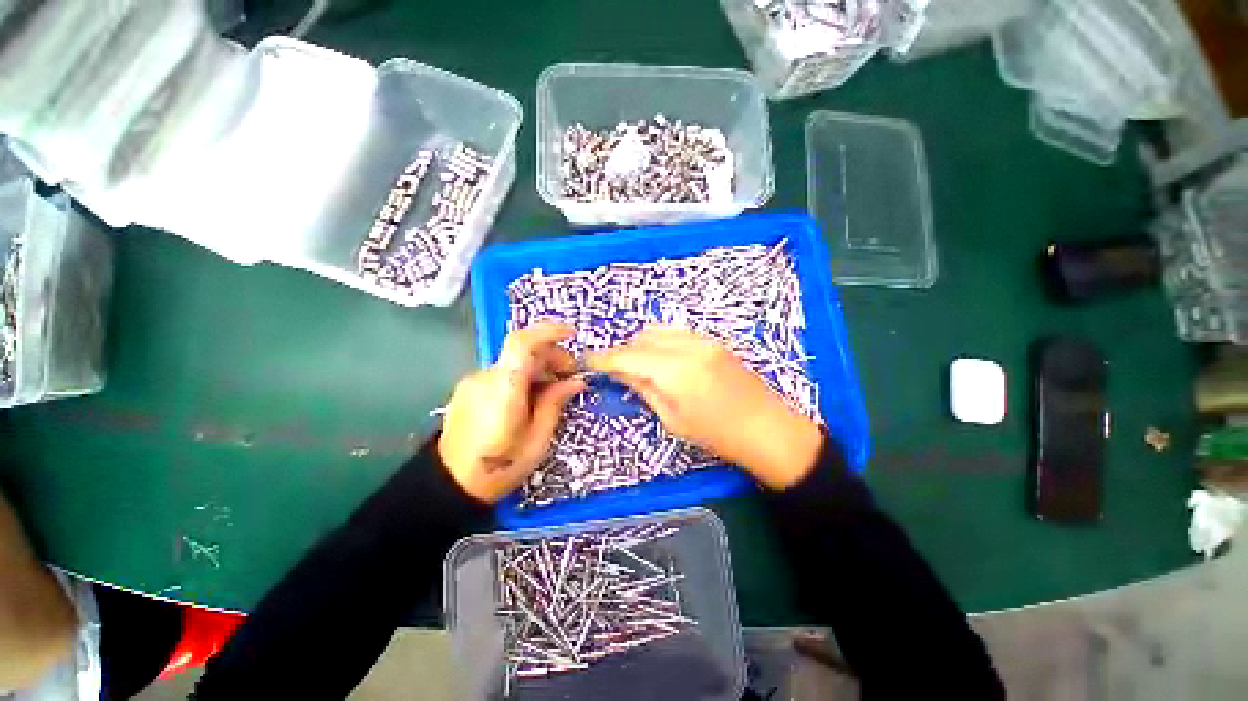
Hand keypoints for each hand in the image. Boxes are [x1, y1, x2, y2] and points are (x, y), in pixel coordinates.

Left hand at [438, 323, 585, 502]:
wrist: (449, 485)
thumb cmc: (499, 468)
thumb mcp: (537, 440)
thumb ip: (554, 403)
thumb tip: (575, 381)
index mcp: (504, 389)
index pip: (522, 343)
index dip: (548, 332)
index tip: (572, 334)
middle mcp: (485, 377)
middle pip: (522, 351)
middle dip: (552, 355)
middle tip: (571, 375)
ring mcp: (474, 382)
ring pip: (513, 362)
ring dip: (538, 367)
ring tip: (554, 389)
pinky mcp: (469, 389)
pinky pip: (502, 373)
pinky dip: (523, 376)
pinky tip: (532, 397)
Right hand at [586, 326, 822, 489]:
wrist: (768, 429)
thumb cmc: (717, 435)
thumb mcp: (673, 419)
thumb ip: (644, 389)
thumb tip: (621, 373)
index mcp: (675, 371)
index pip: (627, 356)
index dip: (603, 358)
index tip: (587, 361)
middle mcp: (688, 346)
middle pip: (642, 338)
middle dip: (623, 352)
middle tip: (615, 371)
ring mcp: (704, 339)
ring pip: (658, 331)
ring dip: (642, 344)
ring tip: (638, 365)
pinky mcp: (713, 340)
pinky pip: (677, 332)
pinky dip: (661, 341)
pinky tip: (662, 359)